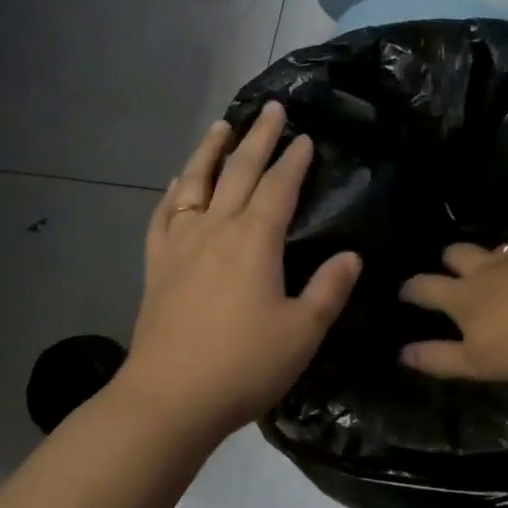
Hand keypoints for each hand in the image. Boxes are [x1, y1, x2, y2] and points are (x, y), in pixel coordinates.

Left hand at [118, 102, 361, 441]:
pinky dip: (173, 193)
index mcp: (255, 240)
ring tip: (220, 126)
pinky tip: (177, 184)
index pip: (279, 187)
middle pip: (238, 171)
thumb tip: (351, 256)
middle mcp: (216, 229)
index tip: (306, 138)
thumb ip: (328, 290)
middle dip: (258, 138)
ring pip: (195, 183)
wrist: (170, 398)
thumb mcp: (302, 332)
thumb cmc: (244, 365)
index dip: (295, 160)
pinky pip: (163, 216)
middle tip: (271, 109)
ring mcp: (180, 244)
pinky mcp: (156, 266)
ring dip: (209, 151)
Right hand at [399, 242, 507, 380]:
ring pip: (500, 248)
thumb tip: (402, 354)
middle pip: (458, 253)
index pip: (425, 287)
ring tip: (498, 268)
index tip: (403, 291)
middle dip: (449, 259)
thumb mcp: (477, 362)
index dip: (411, 289)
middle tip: (451, 271)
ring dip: (494, 257)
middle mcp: (488, 269)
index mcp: (462, 296)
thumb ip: (439, 358)